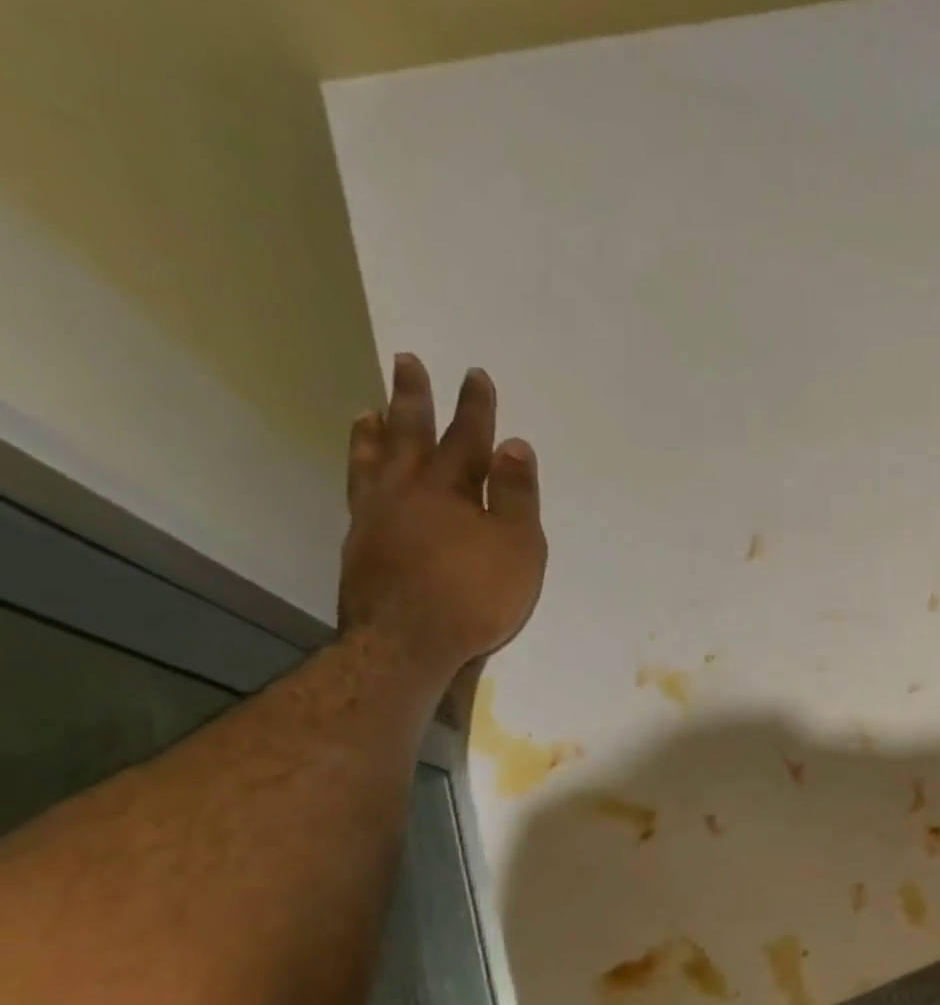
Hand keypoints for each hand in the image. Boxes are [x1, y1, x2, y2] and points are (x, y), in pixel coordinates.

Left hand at [338, 355, 547, 710]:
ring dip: (375, 432)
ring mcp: (376, 518)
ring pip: (373, 462)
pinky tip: (363, 473)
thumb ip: (516, 495)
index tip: (474, 373)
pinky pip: (358, 492)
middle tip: (405, 362)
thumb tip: (513, 445)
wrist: (407, 642)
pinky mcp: (360, 545)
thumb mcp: (517, 544)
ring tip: (368, 410)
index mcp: (449, 489)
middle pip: (409, 436)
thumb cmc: (475, 593)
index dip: (474, 406)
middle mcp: (406, 492)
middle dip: (413, 399)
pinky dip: (360, 471)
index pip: (467, 438)